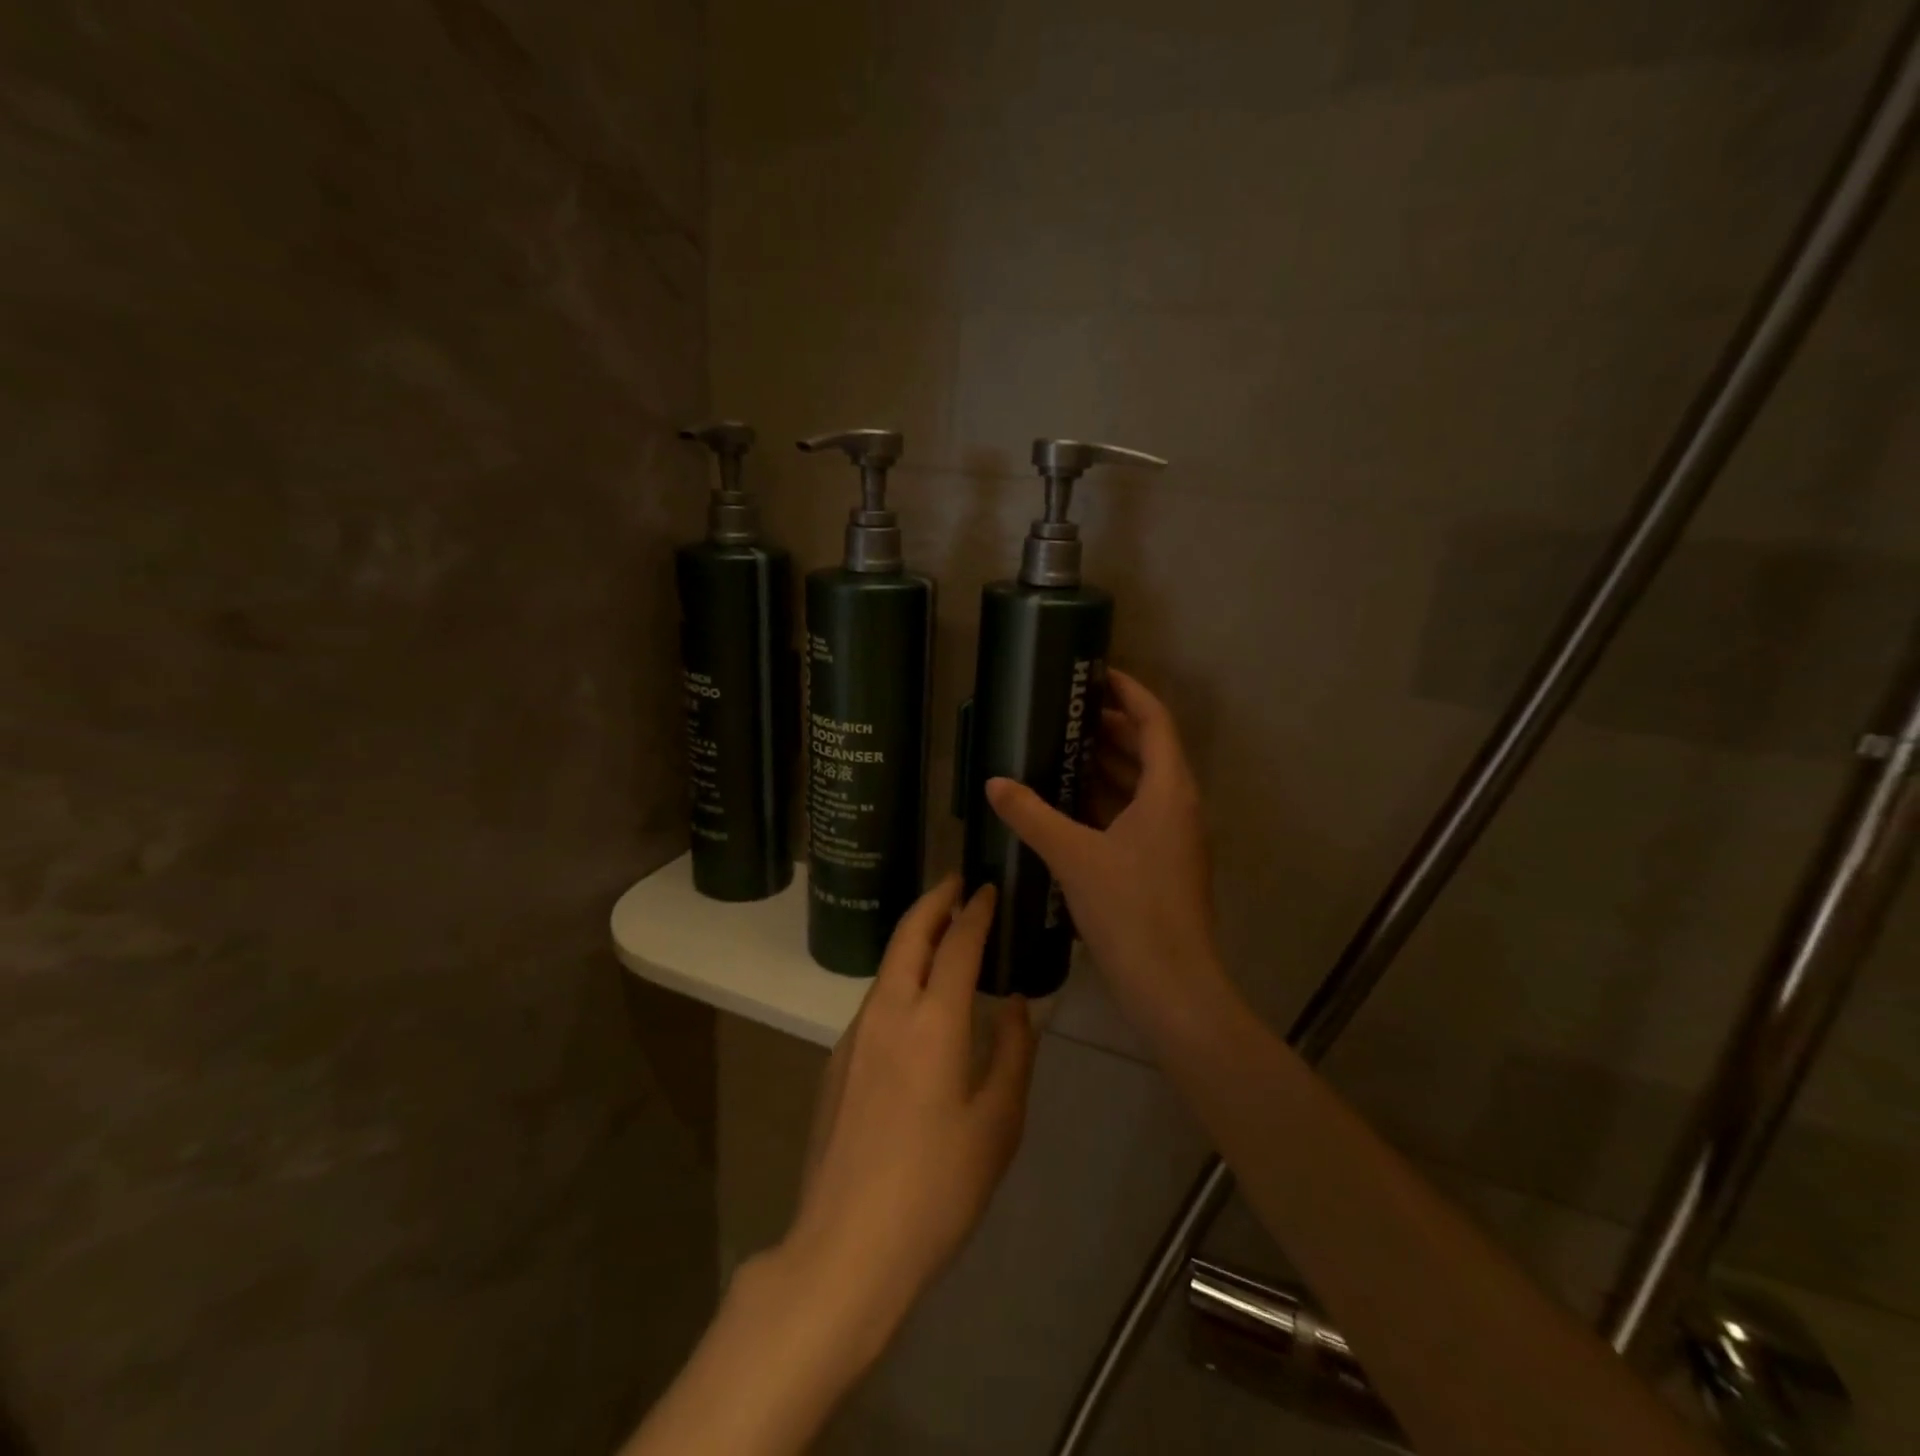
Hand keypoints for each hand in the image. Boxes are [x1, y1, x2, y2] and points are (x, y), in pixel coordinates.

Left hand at [778, 875, 1036, 1367]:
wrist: (846, 1246)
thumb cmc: (938, 1188)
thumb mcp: (998, 1123)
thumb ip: (1013, 1052)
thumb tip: (1014, 1004)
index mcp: (932, 1021)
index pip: (956, 944)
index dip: (975, 912)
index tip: (988, 889)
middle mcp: (887, 1012)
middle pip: (908, 936)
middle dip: (933, 901)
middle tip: (955, 882)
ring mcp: (854, 1036)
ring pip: (887, 966)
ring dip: (913, 937)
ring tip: (941, 931)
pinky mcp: (836, 1062)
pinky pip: (875, 1000)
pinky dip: (899, 977)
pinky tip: (915, 1000)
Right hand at [986, 670, 1226, 1032]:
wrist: (1172, 986)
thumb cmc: (1130, 910)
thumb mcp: (1073, 856)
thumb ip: (1032, 815)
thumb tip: (994, 782)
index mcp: (1170, 790)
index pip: (1154, 720)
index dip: (1128, 692)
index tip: (1095, 674)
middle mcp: (1179, 806)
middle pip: (1149, 749)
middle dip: (1110, 727)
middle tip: (1065, 712)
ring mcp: (1174, 838)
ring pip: (1142, 785)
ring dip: (1107, 765)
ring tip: (1060, 749)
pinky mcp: (1162, 864)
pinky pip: (1135, 815)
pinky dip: (1106, 801)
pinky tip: (1068, 804)